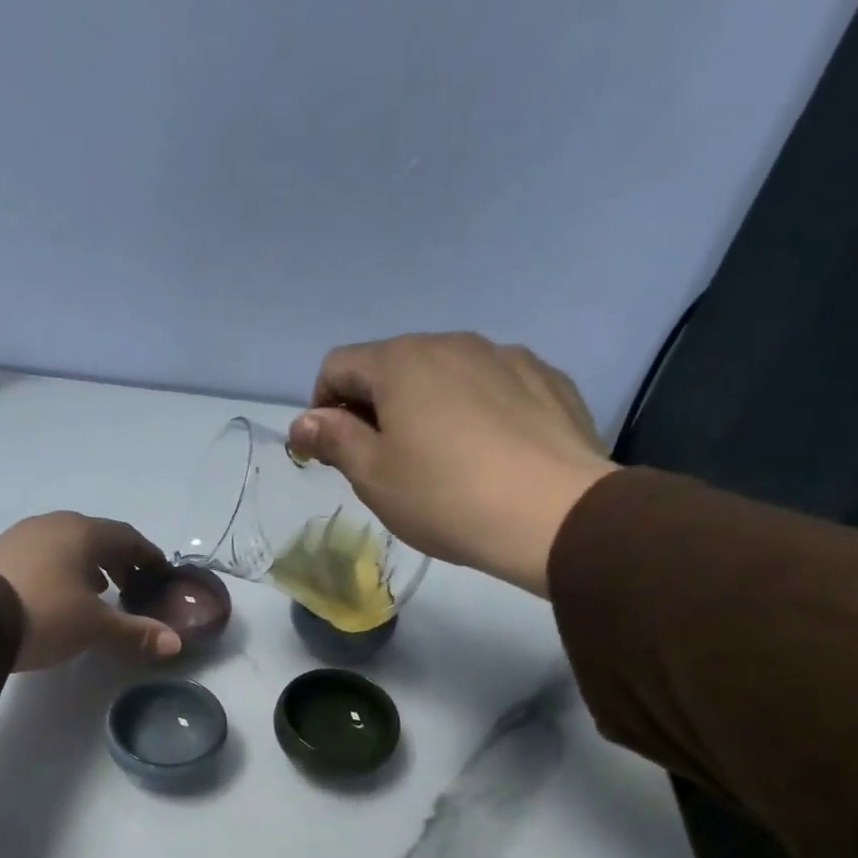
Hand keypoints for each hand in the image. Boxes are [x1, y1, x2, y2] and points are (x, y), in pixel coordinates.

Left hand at [0, 512, 182, 670]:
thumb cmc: (46, 614)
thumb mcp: (95, 626)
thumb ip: (136, 631)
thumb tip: (175, 643)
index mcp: (83, 532)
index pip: (127, 537)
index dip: (147, 556)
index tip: (159, 574)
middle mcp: (53, 524)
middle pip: (97, 538)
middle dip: (118, 561)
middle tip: (131, 587)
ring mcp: (22, 535)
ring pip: (67, 545)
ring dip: (89, 565)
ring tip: (98, 592)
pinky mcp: (0, 553)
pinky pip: (43, 555)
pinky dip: (62, 569)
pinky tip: (60, 593)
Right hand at [285, 332, 615, 595]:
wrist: (554, 514)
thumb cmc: (445, 497)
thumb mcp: (373, 476)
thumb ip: (334, 440)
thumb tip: (303, 421)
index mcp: (401, 362)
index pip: (338, 365)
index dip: (321, 407)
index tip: (330, 451)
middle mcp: (452, 342)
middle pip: (392, 365)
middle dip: (374, 406)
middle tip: (381, 462)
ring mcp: (505, 356)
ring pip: (445, 374)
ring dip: (425, 406)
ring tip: (439, 460)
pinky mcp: (546, 378)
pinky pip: (492, 386)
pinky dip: (474, 410)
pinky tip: (487, 454)